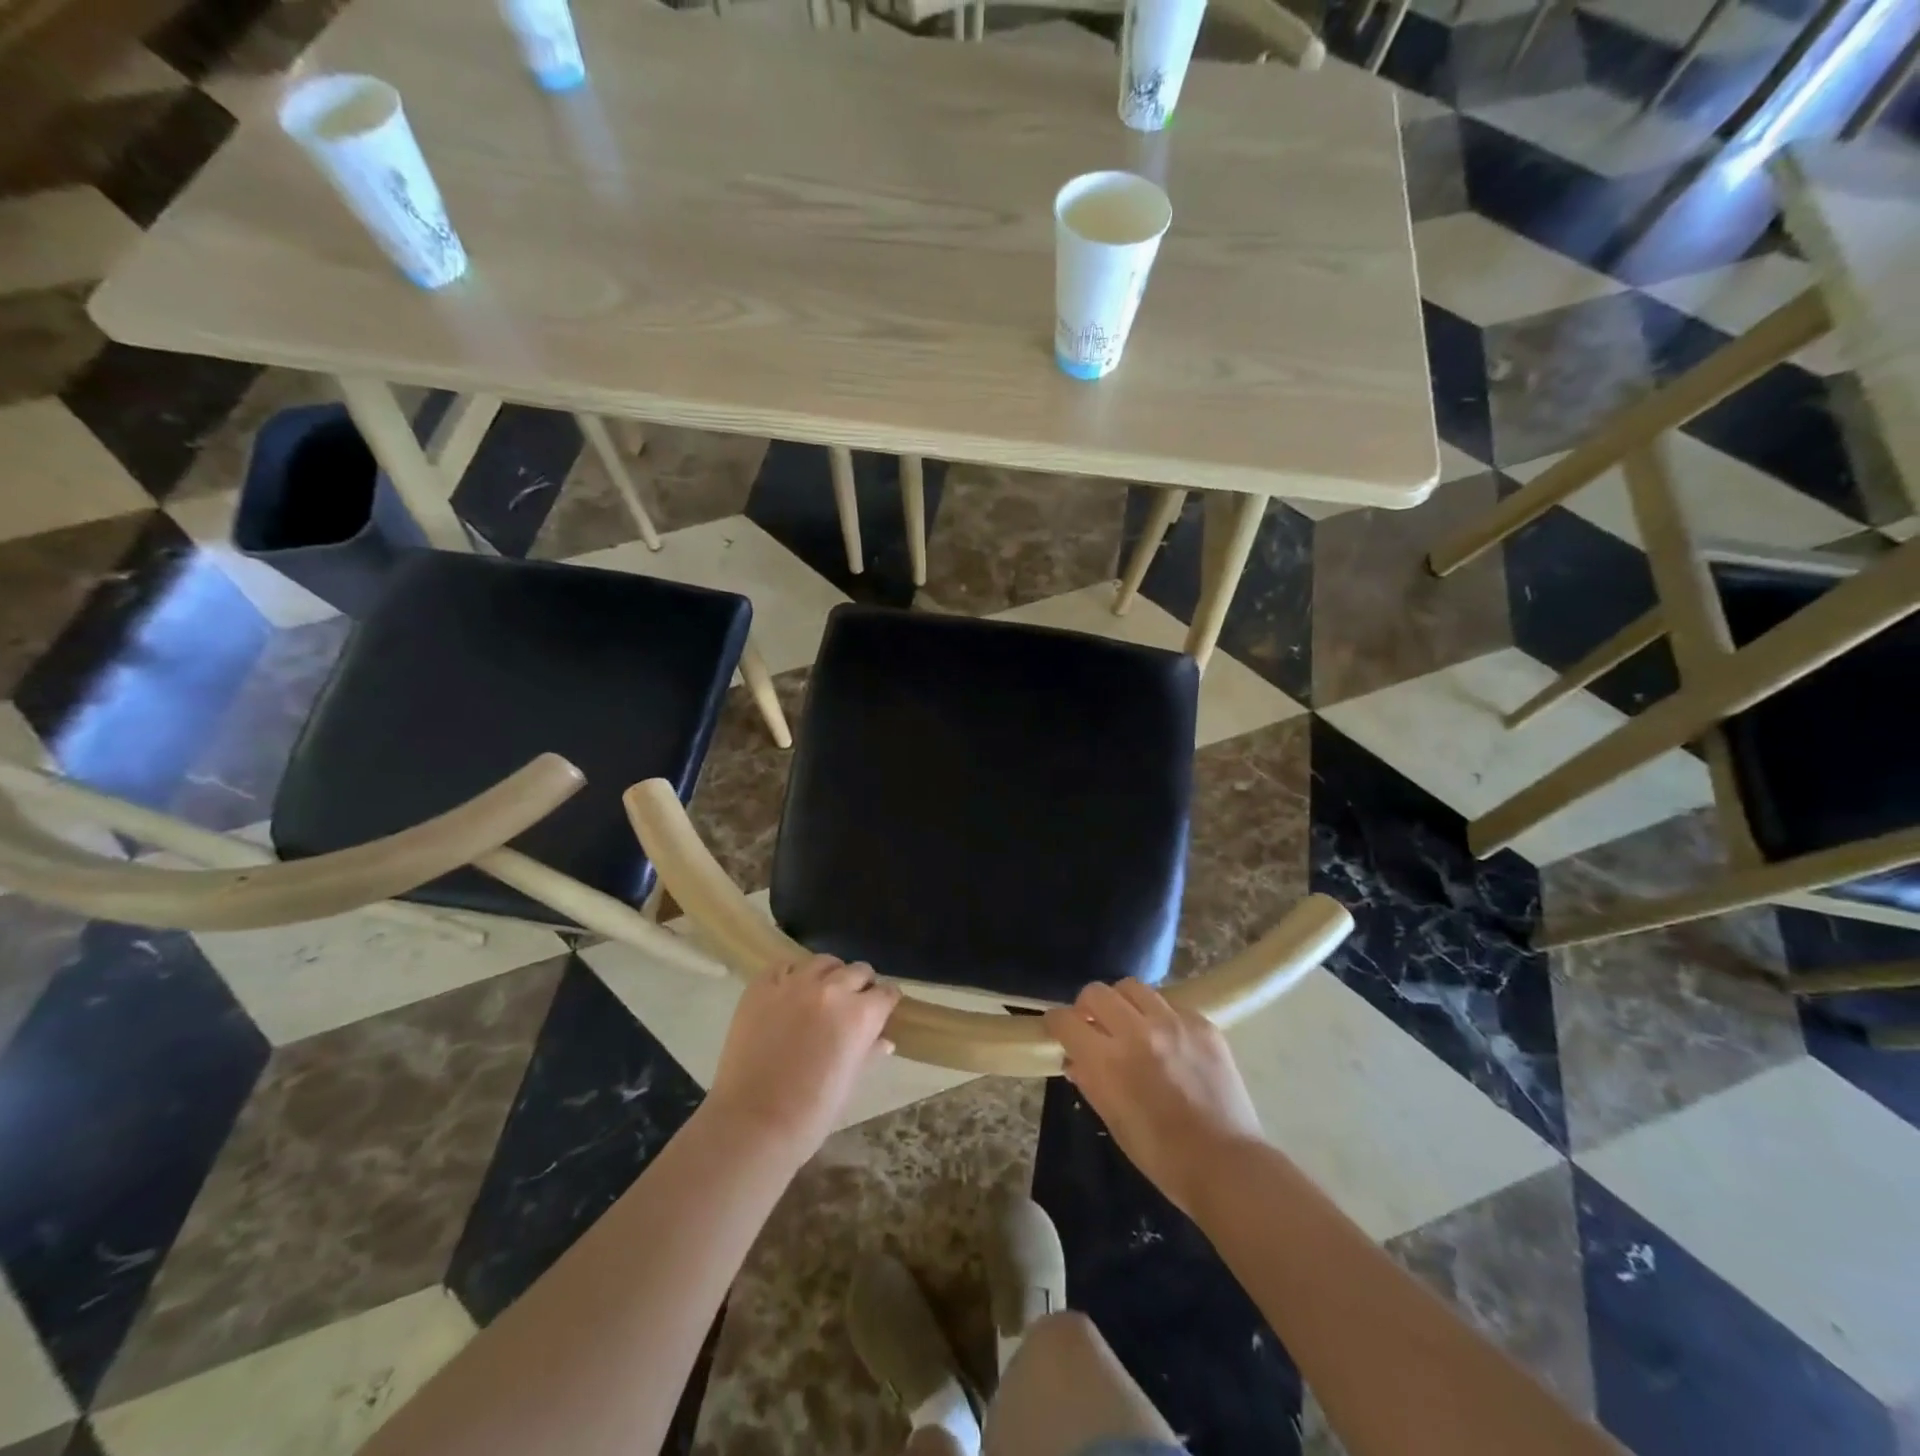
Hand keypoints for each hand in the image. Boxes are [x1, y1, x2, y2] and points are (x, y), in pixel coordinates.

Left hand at [705, 955, 900, 1159]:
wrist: (752, 1123)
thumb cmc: (810, 1114)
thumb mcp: (849, 1083)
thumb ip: (868, 1053)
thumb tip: (884, 1041)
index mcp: (860, 1015)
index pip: (886, 993)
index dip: (886, 1002)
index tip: (882, 1010)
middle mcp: (831, 989)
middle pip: (858, 970)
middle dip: (862, 985)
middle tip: (853, 1004)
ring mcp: (794, 984)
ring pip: (823, 962)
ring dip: (830, 974)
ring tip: (822, 993)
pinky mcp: (762, 986)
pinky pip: (785, 966)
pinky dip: (793, 975)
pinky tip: (790, 992)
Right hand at [1043, 980, 1262, 1217]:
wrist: (1226, 1165)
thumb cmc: (1162, 1156)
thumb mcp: (1113, 1122)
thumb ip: (1090, 1082)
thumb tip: (1075, 1059)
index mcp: (1108, 1061)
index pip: (1066, 1020)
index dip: (1056, 1023)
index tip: (1060, 1030)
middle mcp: (1137, 1031)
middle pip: (1097, 992)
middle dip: (1087, 1006)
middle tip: (1094, 1024)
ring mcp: (1173, 1023)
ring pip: (1133, 987)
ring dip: (1123, 1003)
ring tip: (1131, 1024)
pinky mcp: (1202, 1023)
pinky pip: (1170, 1004)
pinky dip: (1160, 1016)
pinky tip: (1168, 1040)